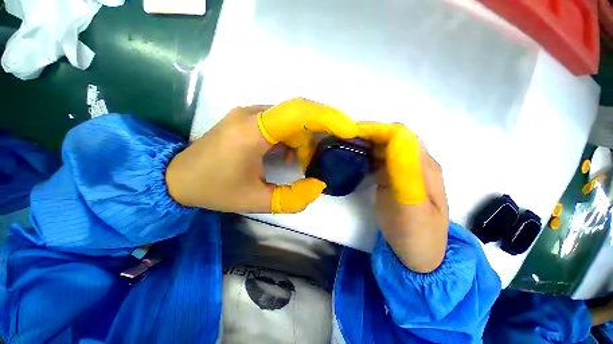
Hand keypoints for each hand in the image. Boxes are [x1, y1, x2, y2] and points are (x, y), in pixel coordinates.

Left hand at [165, 98, 358, 212]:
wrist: (177, 177)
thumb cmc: (214, 189)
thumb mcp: (255, 201)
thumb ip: (291, 198)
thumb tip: (318, 185)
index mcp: (252, 131)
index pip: (298, 112)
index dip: (328, 117)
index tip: (349, 130)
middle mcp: (252, 114)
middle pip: (299, 112)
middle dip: (323, 127)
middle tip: (335, 146)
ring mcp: (250, 114)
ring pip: (292, 118)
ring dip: (307, 137)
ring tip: (308, 161)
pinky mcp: (249, 120)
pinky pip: (281, 123)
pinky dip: (294, 138)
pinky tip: (292, 156)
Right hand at [358, 123, 448, 272]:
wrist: (417, 254)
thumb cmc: (415, 234)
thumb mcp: (412, 207)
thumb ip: (405, 172)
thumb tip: (394, 139)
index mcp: (423, 166)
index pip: (401, 135)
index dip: (376, 129)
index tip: (352, 132)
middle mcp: (414, 163)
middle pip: (391, 138)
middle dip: (367, 134)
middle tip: (342, 138)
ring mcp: (402, 171)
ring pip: (383, 147)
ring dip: (364, 143)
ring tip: (344, 145)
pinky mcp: (391, 179)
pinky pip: (378, 159)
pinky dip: (364, 155)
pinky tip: (353, 158)